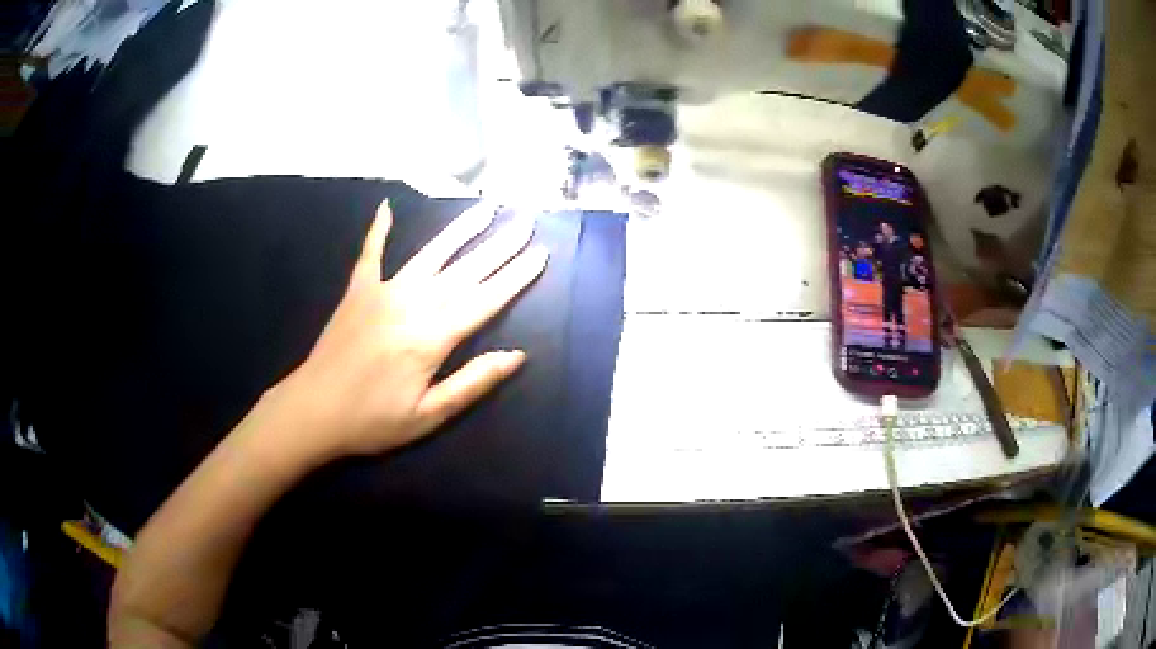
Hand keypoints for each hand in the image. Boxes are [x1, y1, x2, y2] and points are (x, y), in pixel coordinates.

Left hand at [257, 200, 547, 464]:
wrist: (312, 411)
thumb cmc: (372, 420)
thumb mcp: (428, 416)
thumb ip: (472, 383)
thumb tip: (518, 355)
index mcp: (431, 337)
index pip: (484, 300)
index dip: (515, 277)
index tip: (540, 253)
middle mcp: (411, 304)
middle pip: (464, 270)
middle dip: (499, 245)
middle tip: (526, 221)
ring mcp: (381, 291)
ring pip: (430, 254)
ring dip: (460, 229)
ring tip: (486, 206)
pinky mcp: (357, 290)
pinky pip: (371, 253)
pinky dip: (378, 230)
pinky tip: (387, 207)